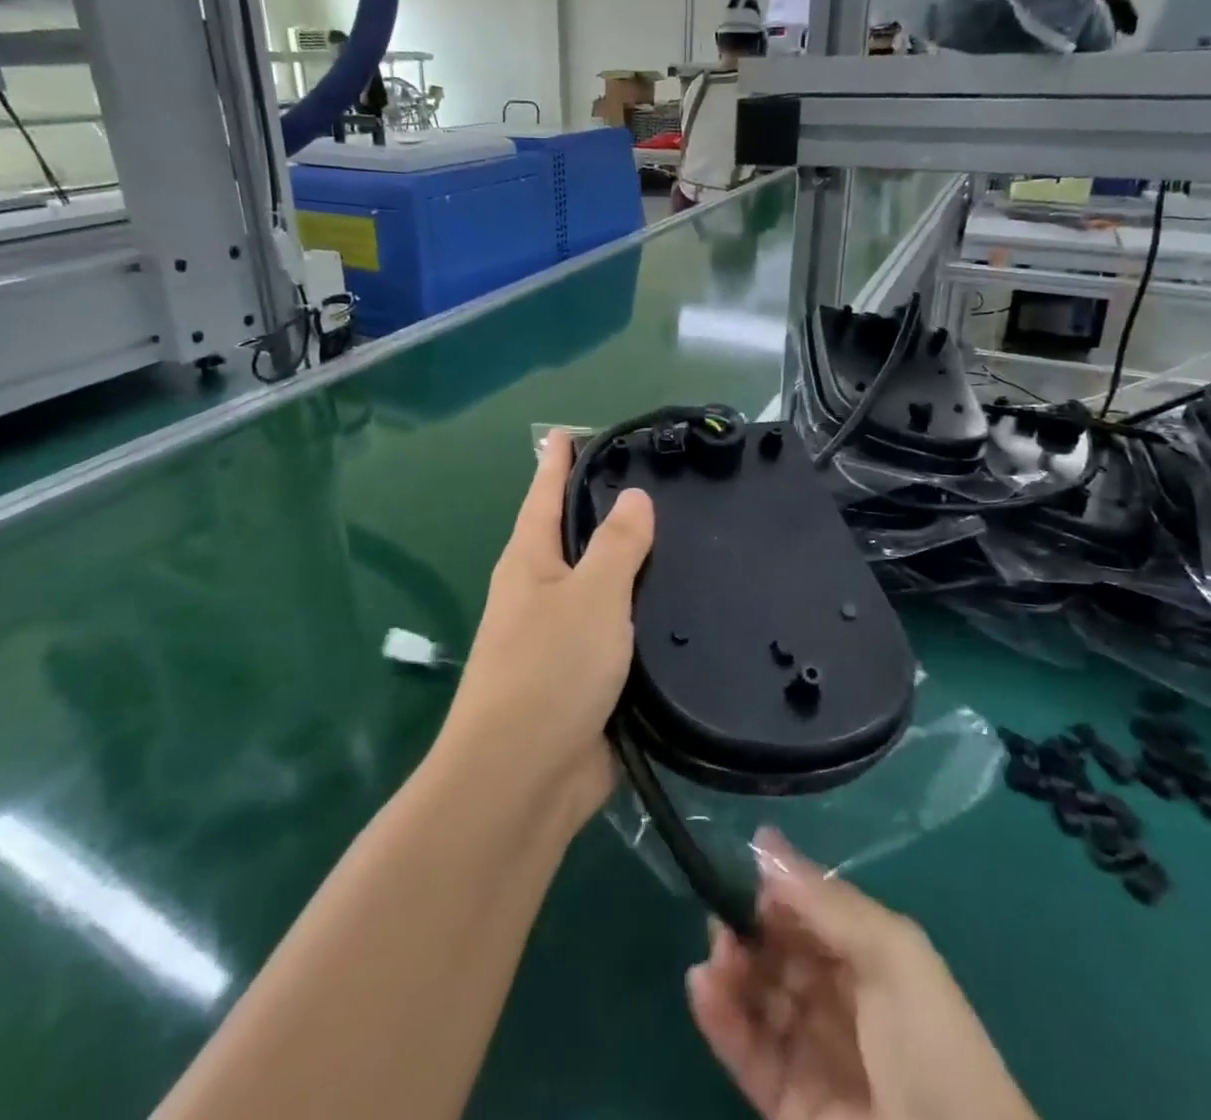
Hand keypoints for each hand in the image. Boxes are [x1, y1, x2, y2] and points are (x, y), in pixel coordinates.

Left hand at [438, 429, 654, 830]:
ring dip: (635, 569)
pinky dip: (647, 620)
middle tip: (664, 483)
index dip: (559, 459)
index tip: (578, 430)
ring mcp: (562, 638)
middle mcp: (541, 592)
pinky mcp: (587, 679)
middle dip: (609, 511)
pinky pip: (622, 635)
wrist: (523, 780)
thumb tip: (633, 497)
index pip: (545, 492)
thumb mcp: (590, 596)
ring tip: (688, 541)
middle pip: (576, 538)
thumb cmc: (548, 671)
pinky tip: (686, 609)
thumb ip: (617, 545)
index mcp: (530, 560)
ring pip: (605, 588)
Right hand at [687, 830, 1036, 1119]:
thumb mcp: (893, 956)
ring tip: (715, 960)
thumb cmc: (933, 1052)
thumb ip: (825, 901)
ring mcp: (814, 1057)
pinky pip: (748, 1053)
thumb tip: (764, 840)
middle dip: (748, 930)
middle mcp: (841, 1003)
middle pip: (779, 953)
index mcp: (873, 962)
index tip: (744, 873)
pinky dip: (721, 1019)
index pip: (811, 914)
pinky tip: (702, 988)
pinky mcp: (790, 1108)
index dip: (778, 893)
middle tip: (723, 922)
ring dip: (730, 971)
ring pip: (758, 998)